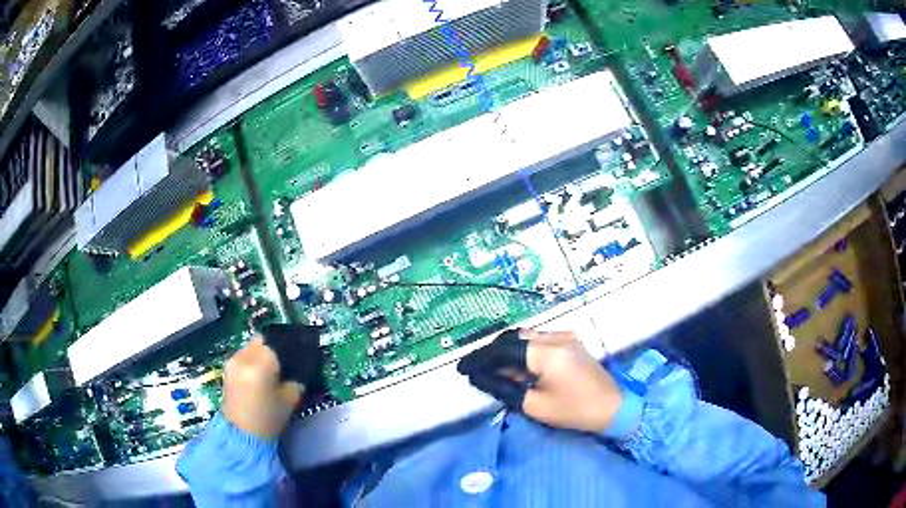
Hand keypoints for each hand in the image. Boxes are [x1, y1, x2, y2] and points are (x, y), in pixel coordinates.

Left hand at [222, 336, 303, 438]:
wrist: (241, 435)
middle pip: (262, 341)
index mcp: (260, 364)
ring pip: (252, 347)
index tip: (300, 353)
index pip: (278, 343)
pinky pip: (244, 356)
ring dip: (263, 353)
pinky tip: (261, 373)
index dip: (290, 346)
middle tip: (286, 360)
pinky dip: (253, 360)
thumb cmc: (268, 419)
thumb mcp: (289, 400)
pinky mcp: (228, 368)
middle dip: (275, 347)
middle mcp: (244, 357)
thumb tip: (299, 370)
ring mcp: (233, 361)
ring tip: (274, 368)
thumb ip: (296, 380)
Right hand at [457, 329, 622, 433]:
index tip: (462, 369)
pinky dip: (521, 350)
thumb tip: (479, 377)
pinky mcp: (570, 340)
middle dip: (490, 353)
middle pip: (512, 338)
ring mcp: (564, 335)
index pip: (502, 349)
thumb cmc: (574, 410)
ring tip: (490, 370)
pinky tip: (514, 366)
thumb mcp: (534, 404)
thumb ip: (504, 387)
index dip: (479, 358)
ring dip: (505, 351)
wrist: (613, 407)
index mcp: (546, 352)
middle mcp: (555, 336)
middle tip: (474, 370)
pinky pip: (537, 340)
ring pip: (524, 337)